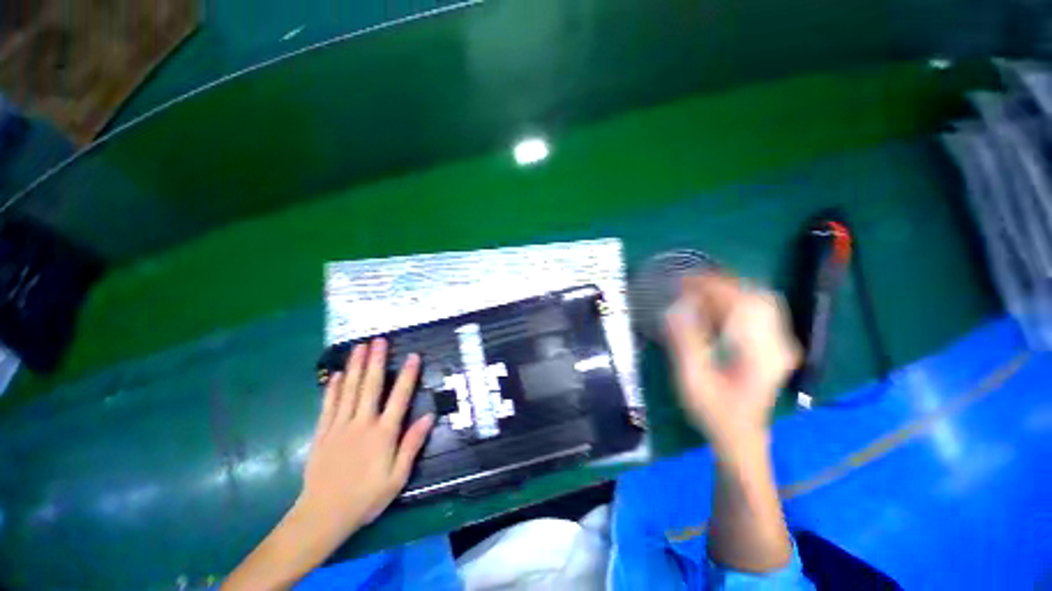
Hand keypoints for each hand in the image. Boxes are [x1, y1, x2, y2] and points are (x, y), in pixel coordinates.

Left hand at [224, 339, 433, 590]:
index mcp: (383, 433)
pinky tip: (337, 374)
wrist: (323, 515)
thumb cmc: (366, 497)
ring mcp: (339, 426)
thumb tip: (429, 416)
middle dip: (376, 361)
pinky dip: (333, 387)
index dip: (408, 375)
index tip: (413, 356)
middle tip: (379, 340)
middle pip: (370, 386)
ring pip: (349, 390)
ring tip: (359, 347)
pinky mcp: (322, 432)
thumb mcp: (397, 477)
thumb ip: (412, 444)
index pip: (399, 397)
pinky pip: (329, 404)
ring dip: (355, 366)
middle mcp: (362, 423)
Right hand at [665, 274, 799, 458]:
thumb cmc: (714, 413)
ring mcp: (779, 344)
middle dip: (721, 283)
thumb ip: (685, 342)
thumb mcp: (693, 380)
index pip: (741, 303)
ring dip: (728, 291)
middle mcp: (777, 343)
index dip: (711, 286)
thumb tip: (676, 307)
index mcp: (760, 352)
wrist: (741, 439)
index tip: (683, 280)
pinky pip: (756, 312)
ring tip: (697, 290)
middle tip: (689, 283)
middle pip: (756, 296)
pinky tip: (712, 306)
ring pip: (759, 301)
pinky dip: (733, 302)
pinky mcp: (773, 347)